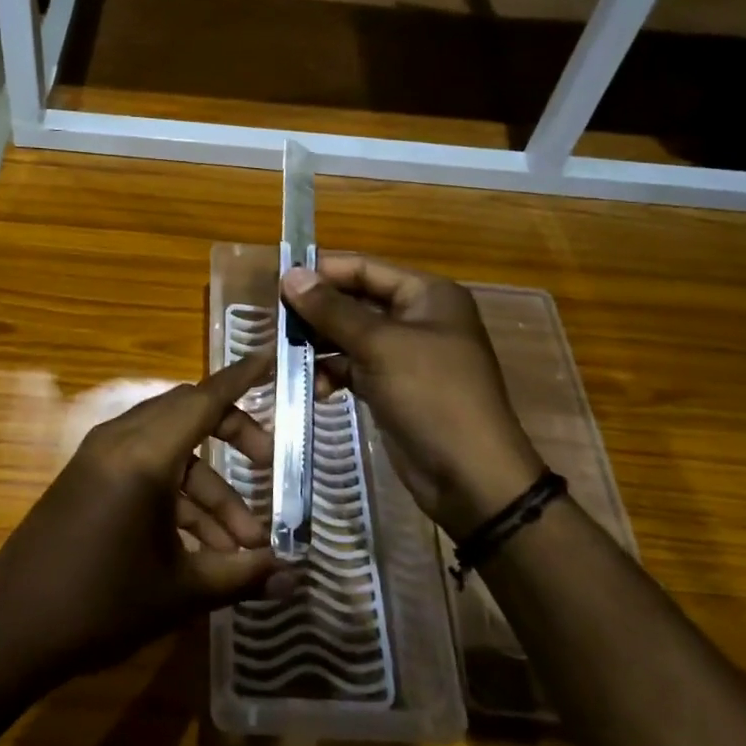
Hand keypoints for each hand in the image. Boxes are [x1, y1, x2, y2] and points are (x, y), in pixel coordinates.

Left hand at [0, 351, 290, 689]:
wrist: (10, 632)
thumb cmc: (100, 606)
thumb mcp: (180, 592)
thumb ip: (241, 576)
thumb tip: (292, 575)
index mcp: (144, 455)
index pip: (203, 399)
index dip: (241, 379)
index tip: (270, 358)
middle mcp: (120, 441)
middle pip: (188, 417)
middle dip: (233, 437)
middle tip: (267, 466)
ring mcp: (98, 458)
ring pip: (169, 451)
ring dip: (207, 489)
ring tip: (242, 546)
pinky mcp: (87, 478)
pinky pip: (143, 468)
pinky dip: (176, 496)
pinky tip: (201, 547)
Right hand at [283, 254, 542, 540]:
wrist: (470, 477)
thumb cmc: (431, 396)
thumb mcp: (379, 346)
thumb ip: (332, 310)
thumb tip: (290, 275)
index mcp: (427, 294)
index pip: (365, 268)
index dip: (323, 272)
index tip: (278, 282)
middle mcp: (417, 317)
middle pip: (356, 301)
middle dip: (317, 311)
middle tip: (275, 321)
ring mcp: (405, 354)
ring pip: (351, 336)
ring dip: (319, 344)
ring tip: (284, 353)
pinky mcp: (393, 387)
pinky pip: (355, 367)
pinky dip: (333, 372)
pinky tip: (313, 385)